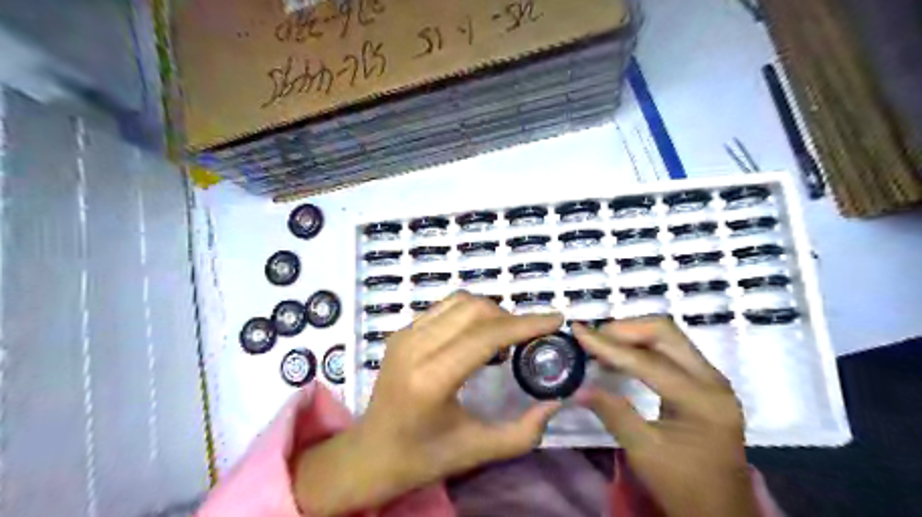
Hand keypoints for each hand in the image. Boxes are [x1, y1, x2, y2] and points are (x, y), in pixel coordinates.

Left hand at [293, 293, 561, 515]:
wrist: (371, 453)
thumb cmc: (423, 457)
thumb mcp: (478, 451)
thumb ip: (524, 431)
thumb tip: (556, 401)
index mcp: (432, 379)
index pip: (486, 336)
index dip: (525, 324)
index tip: (555, 319)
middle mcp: (415, 348)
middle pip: (474, 310)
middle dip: (510, 317)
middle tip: (527, 339)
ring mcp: (404, 335)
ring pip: (459, 301)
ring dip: (490, 312)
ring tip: (503, 338)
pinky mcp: (401, 332)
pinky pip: (444, 308)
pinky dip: (469, 313)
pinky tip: (477, 337)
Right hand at [575, 319, 755, 516]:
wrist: (722, 512)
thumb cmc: (684, 487)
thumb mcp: (644, 452)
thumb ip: (612, 413)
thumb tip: (578, 387)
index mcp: (701, 399)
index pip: (647, 360)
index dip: (608, 345)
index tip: (578, 331)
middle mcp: (712, 380)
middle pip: (665, 332)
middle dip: (624, 329)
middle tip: (593, 338)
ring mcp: (712, 379)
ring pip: (668, 336)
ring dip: (633, 334)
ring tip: (601, 344)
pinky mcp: (705, 382)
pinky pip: (671, 350)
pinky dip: (642, 346)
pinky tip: (621, 356)